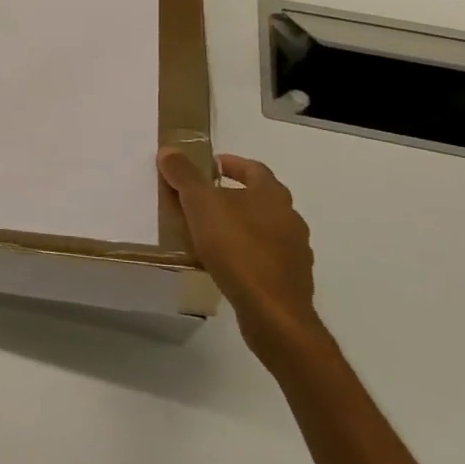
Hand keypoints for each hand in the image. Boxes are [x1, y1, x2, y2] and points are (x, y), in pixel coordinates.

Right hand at [158, 150, 320, 360]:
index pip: (253, 168)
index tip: (209, 166)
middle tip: (201, 200)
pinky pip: (264, 257)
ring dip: (239, 226)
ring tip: (208, 234)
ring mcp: (295, 251)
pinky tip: (225, 264)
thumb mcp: (201, 205)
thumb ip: (184, 176)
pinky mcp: (291, 280)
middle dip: (232, 196)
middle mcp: (290, 218)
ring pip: (263, 228)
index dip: (231, 164)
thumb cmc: (237, 248)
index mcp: (272, 195)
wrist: (273, 312)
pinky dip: (246, 254)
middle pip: (259, 198)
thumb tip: (170, 150)